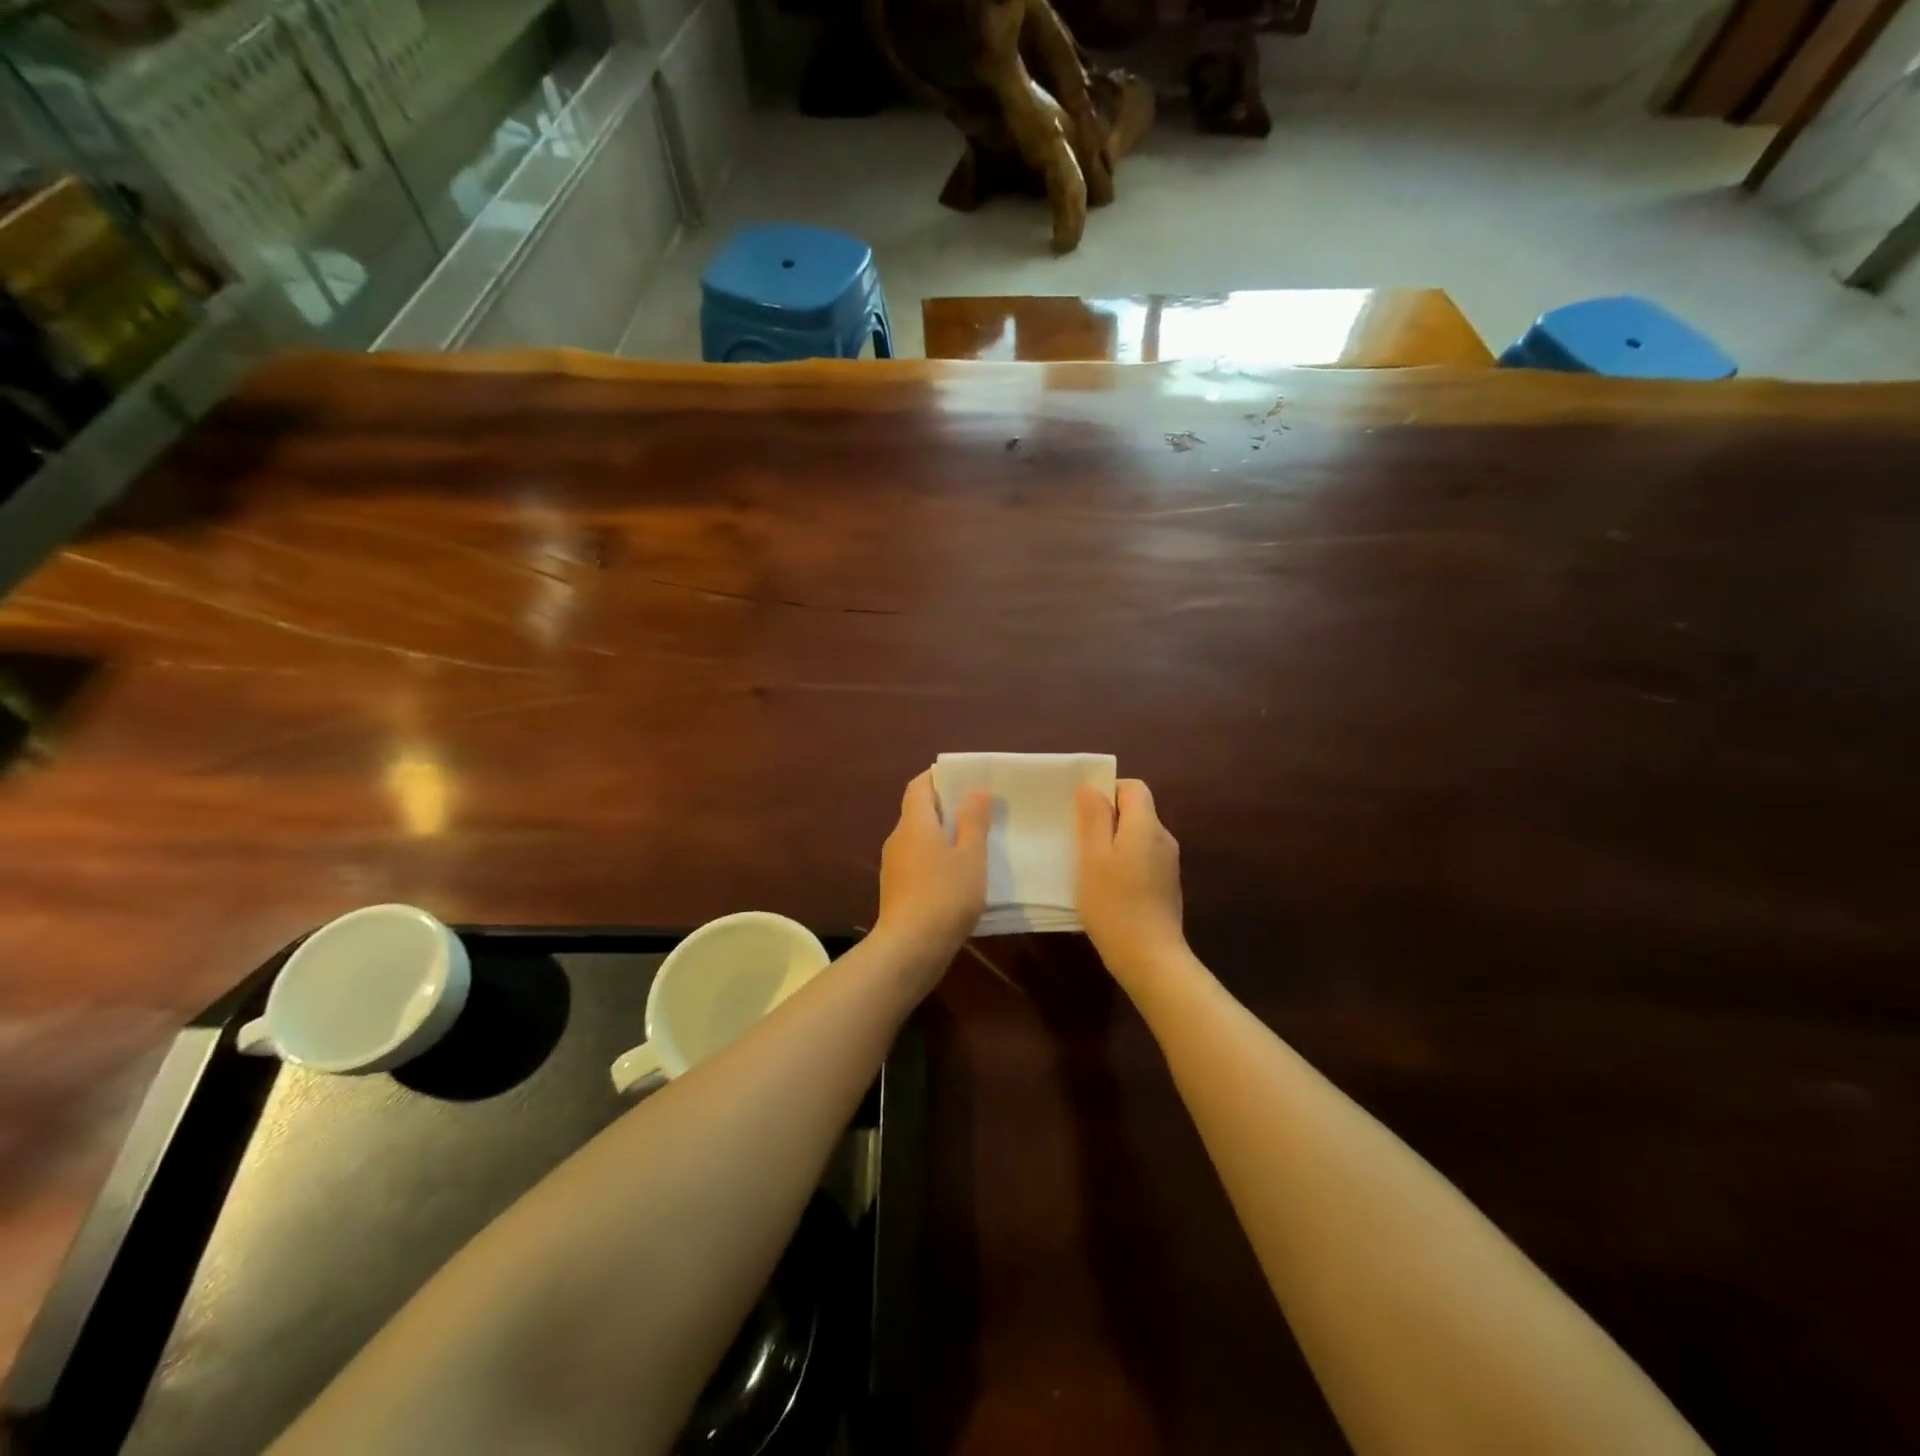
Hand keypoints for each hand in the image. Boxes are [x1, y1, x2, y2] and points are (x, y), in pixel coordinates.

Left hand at [876, 771, 991, 957]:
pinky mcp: (896, 890)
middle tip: (978, 809)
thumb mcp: (970, 856)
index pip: (919, 785)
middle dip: (945, 807)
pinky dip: (935, 858)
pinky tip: (957, 875)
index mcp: (914, 822)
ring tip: (973, 842)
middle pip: (918, 811)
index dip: (938, 777)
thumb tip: (975, 791)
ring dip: (941, 835)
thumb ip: (973, 821)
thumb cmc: (945, 895)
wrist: (910, 948)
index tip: (964, 778)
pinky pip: (917, 861)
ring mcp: (894, 866)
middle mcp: (898, 838)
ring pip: (918, 839)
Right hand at [1075, 779, 1185, 981]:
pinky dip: (1124, 862)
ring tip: (1088, 865)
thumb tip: (1091, 787)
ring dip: (1113, 842)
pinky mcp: (1166, 886)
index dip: (1107, 791)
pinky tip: (1106, 887)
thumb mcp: (1093, 857)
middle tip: (1078, 839)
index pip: (1133, 788)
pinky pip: (1142, 858)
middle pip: (1136, 811)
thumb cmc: (1114, 904)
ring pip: (1137, 836)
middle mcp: (1163, 839)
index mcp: (1147, 826)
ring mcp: (1168, 864)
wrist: (1149, 958)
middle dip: (1107, 818)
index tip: (1083, 812)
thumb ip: (1094, 818)